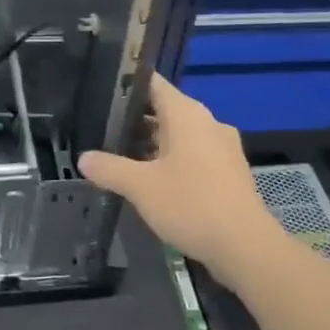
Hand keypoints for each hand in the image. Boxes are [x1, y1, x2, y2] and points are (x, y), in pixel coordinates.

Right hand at [79, 74, 284, 283]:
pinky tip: (154, 182)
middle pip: (165, 110)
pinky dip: (173, 161)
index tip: (102, 93)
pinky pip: (195, 155)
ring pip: (180, 135)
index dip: (127, 85)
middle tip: (104, 131)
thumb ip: (110, 168)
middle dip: (136, 121)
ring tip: (123, 158)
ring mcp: (222, 147)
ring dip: (154, 144)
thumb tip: (83, 158)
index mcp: (187, 113)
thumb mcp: (140, 187)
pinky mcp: (230, 172)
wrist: (246, 246)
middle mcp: (207, 121)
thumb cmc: (191, 204)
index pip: (153, 83)